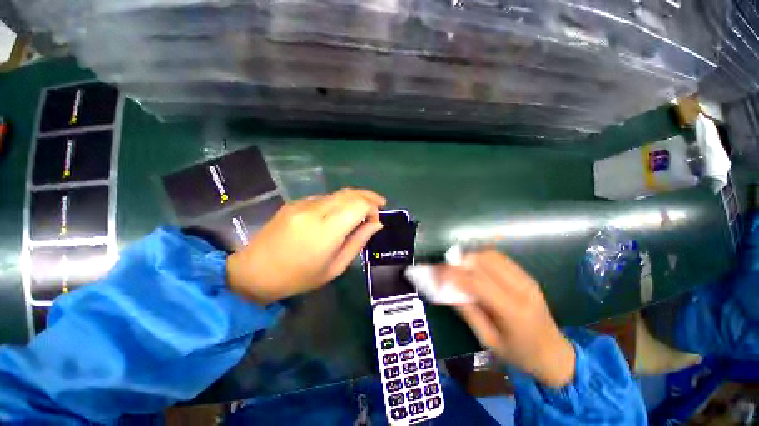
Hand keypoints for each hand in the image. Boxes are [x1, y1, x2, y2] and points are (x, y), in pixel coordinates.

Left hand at [227, 188, 385, 303]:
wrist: (255, 271)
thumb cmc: (299, 277)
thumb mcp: (335, 267)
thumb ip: (358, 241)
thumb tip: (377, 224)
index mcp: (326, 230)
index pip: (358, 204)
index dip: (372, 207)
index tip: (376, 220)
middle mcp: (314, 210)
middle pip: (350, 193)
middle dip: (368, 196)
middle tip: (379, 205)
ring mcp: (302, 204)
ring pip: (338, 193)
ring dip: (354, 198)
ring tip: (363, 209)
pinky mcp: (295, 202)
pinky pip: (325, 197)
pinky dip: (339, 202)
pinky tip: (340, 213)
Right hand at [437, 251, 575, 387]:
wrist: (555, 354)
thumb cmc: (520, 354)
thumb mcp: (489, 341)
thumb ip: (468, 313)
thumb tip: (448, 290)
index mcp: (512, 311)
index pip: (477, 282)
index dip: (454, 274)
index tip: (436, 271)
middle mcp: (521, 289)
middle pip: (484, 262)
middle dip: (460, 261)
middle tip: (445, 268)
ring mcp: (526, 279)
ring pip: (492, 255)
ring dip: (470, 256)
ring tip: (458, 267)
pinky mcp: (527, 276)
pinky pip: (500, 258)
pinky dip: (482, 257)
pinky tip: (474, 266)